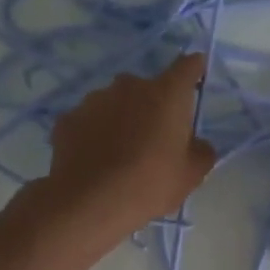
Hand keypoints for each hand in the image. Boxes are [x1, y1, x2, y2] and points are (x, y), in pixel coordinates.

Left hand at [42, 54, 216, 235]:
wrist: (89, 203)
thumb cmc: (150, 184)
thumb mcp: (191, 175)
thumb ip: (201, 151)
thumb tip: (197, 144)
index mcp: (166, 94)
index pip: (187, 67)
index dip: (194, 69)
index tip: (196, 74)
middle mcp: (129, 86)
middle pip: (148, 89)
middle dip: (153, 106)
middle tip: (155, 139)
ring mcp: (94, 100)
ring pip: (115, 104)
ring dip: (121, 119)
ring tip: (120, 153)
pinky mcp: (68, 119)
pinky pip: (89, 122)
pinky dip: (94, 134)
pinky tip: (95, 160)